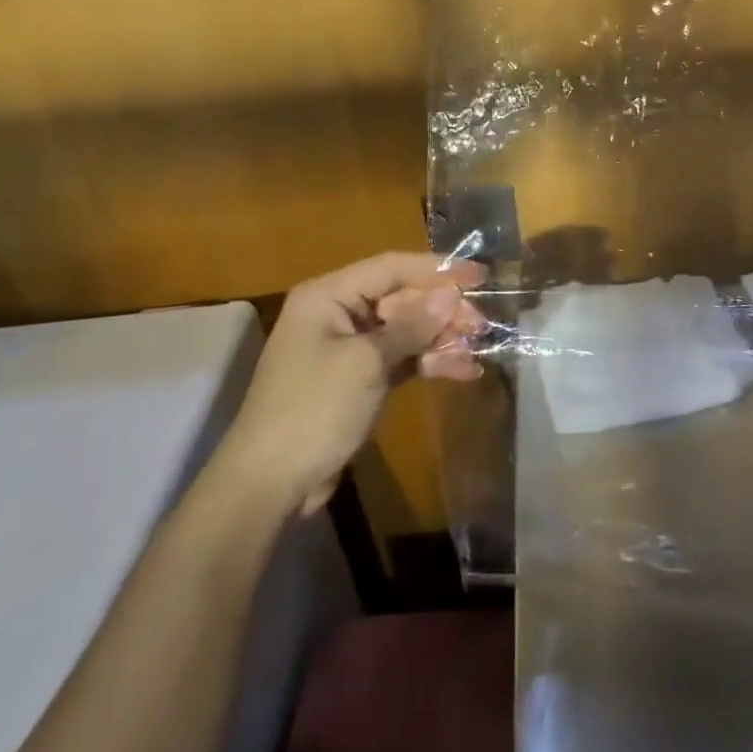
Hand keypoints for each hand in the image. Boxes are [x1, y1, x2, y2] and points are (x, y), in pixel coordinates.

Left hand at [219, 252, 486, 516]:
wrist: (269, 484)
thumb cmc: (313, 409)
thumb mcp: (366, 363)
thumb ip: (412, 326)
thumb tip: (451, 294)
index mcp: (329, 296)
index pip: (392, 267)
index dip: (438, 269)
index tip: (480, 274)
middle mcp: (339, 314)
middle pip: (403, 299)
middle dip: (444, 310)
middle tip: (483, 324)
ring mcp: (350, 348)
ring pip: (407, 330)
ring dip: (443, 338)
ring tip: (480, 348)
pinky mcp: (361, 380)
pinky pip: (403, 359)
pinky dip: (431, 363)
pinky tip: (465, 370)